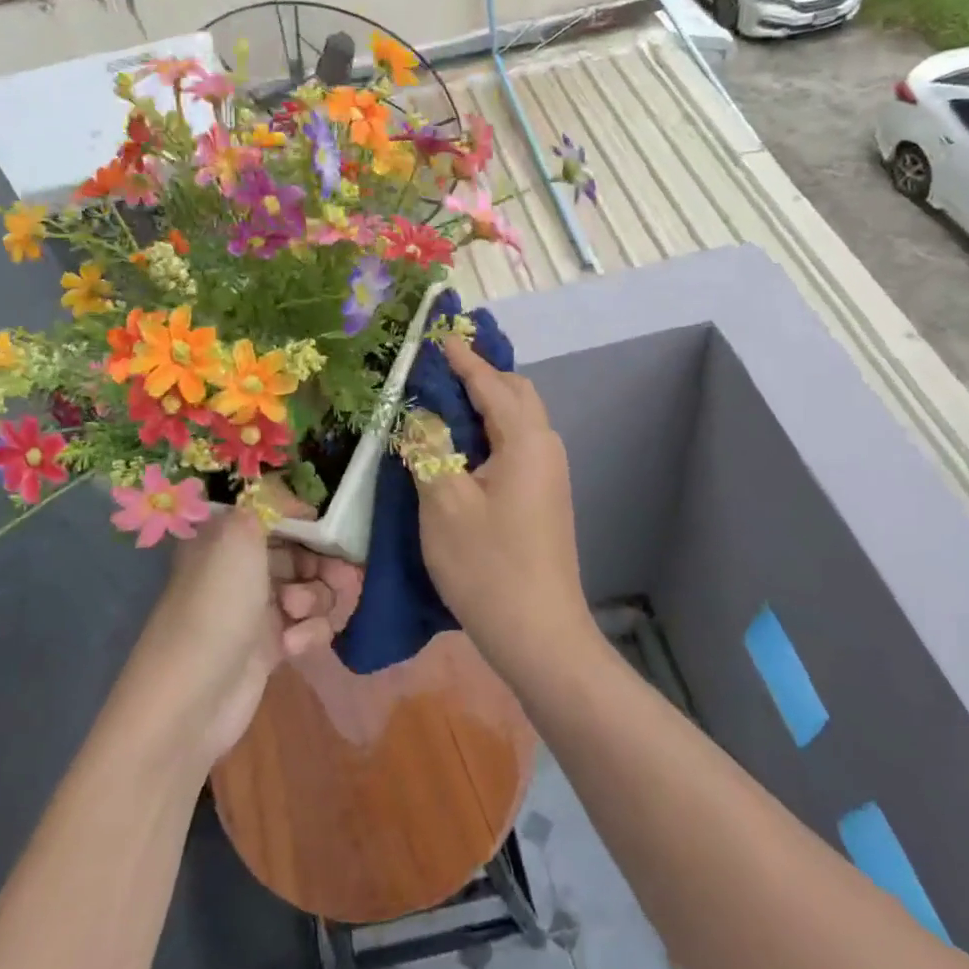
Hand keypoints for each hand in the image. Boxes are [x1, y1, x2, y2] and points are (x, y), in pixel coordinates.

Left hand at [128, 501, 362, 768]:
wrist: (192, 698)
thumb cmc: (216, 605)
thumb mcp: (238, 535)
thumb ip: (269, 502)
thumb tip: (294, 497)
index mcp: (229, 536)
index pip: (280, 514)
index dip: (310, 520)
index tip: (334, 529)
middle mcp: (243, 567)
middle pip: (304, 551)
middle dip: (326, 563)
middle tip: (340, 576)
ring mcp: (258, 608)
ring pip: (313, 589)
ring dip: (317, 599)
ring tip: (297, 614)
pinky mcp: (272, 646)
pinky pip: (309, 626)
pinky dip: (309, 634)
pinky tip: (292, 648)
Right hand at [414, 338, 594, 677]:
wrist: (539, 633)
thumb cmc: (486, 566)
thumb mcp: (443, 502)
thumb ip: (428, 448)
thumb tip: (418, 413)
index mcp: (524, 439)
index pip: (491, 381)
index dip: (460, 357)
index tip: (434, 334)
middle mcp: (545, 447)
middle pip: (515, 392)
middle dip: (479, 374)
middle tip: (436, 370)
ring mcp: (549, 473)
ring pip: (518, 419)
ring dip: (485, 403)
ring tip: (443, 403)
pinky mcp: (545, 496)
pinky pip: (517, 444)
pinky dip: (490, 431)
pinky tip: (461, 447)